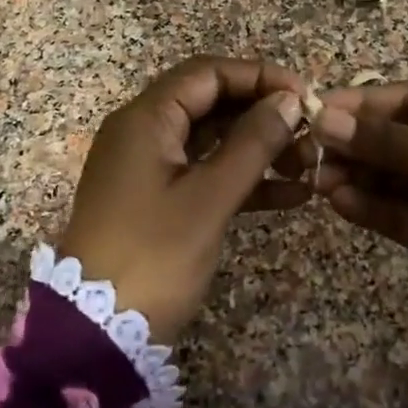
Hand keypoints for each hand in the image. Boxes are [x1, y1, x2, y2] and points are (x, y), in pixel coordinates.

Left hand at [60, 57, 309, 343]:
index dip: (258, 76)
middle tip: (310, 133)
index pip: (207, 73)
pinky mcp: (158, 200)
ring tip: (308, 165)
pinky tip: (291, 196)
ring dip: (259, 148)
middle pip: (211, 103)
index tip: (304, 95)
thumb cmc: (153, 256)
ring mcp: (149, 168)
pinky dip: (243, 180)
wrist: (97, 333)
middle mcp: (144, 133)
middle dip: (262, 114)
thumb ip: (252, 144)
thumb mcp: (209, 198)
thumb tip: (289, 100)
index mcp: (145, 119)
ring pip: (212, 140)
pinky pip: (206, 174)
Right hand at [311, 84, 407, 359]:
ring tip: (319, 179)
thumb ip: (398, 145)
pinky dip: (367, 206)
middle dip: (353, 142)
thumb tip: (327, 118)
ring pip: (386, 175)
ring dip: (353, 175)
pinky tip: (340, 202)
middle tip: (308, 151)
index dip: (362, 104)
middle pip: (392, 136)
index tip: (316, 111)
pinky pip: (392, 213)